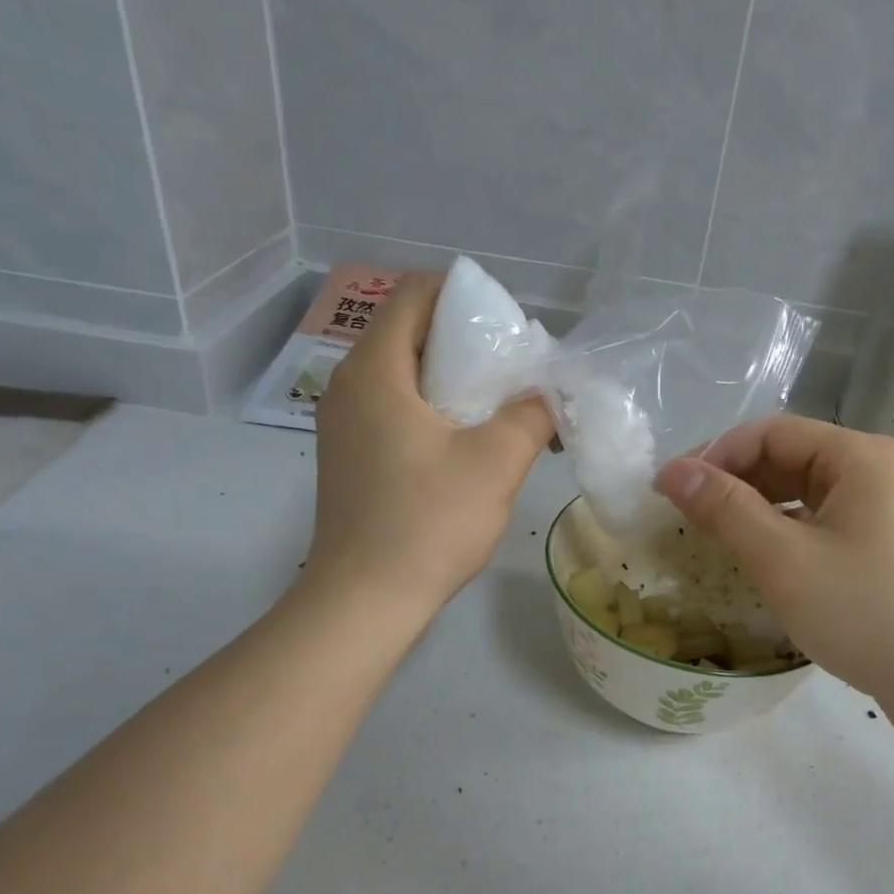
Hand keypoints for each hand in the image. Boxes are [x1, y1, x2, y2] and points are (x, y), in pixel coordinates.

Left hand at [301, 271, 554, 616]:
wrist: (365, 600)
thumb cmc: (428, 522)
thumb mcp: (497, 462)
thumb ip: (532, 414)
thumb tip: (550, 395)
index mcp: (375, 370)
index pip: (414, 293)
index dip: (464, 297)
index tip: (506, 332)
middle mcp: (348, 385)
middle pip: (409, 331)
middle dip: (465, 341)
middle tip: (513, 372)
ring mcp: (343, 423)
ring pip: (403, 373)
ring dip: (452, 379)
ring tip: (499, 408)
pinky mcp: (350, 455)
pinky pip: (394, 408)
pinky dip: (432, 408)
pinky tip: (467, 442)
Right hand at [653, 417, 893, 728]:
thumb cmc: (865, 611)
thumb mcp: (783, 558)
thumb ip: (725, 509)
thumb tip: (672, 471)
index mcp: (858, 457)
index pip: (771, 433)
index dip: (715, 454)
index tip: (670, 489)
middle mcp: (874, 473)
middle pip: (788, 458)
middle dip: (733, 482)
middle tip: (685, 516)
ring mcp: (882, 512)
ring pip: (802, 495)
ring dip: (755, 510)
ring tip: (712, 537)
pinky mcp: (881, 549)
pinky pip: (819, 525)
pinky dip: (782, 535)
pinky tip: (756, 561)